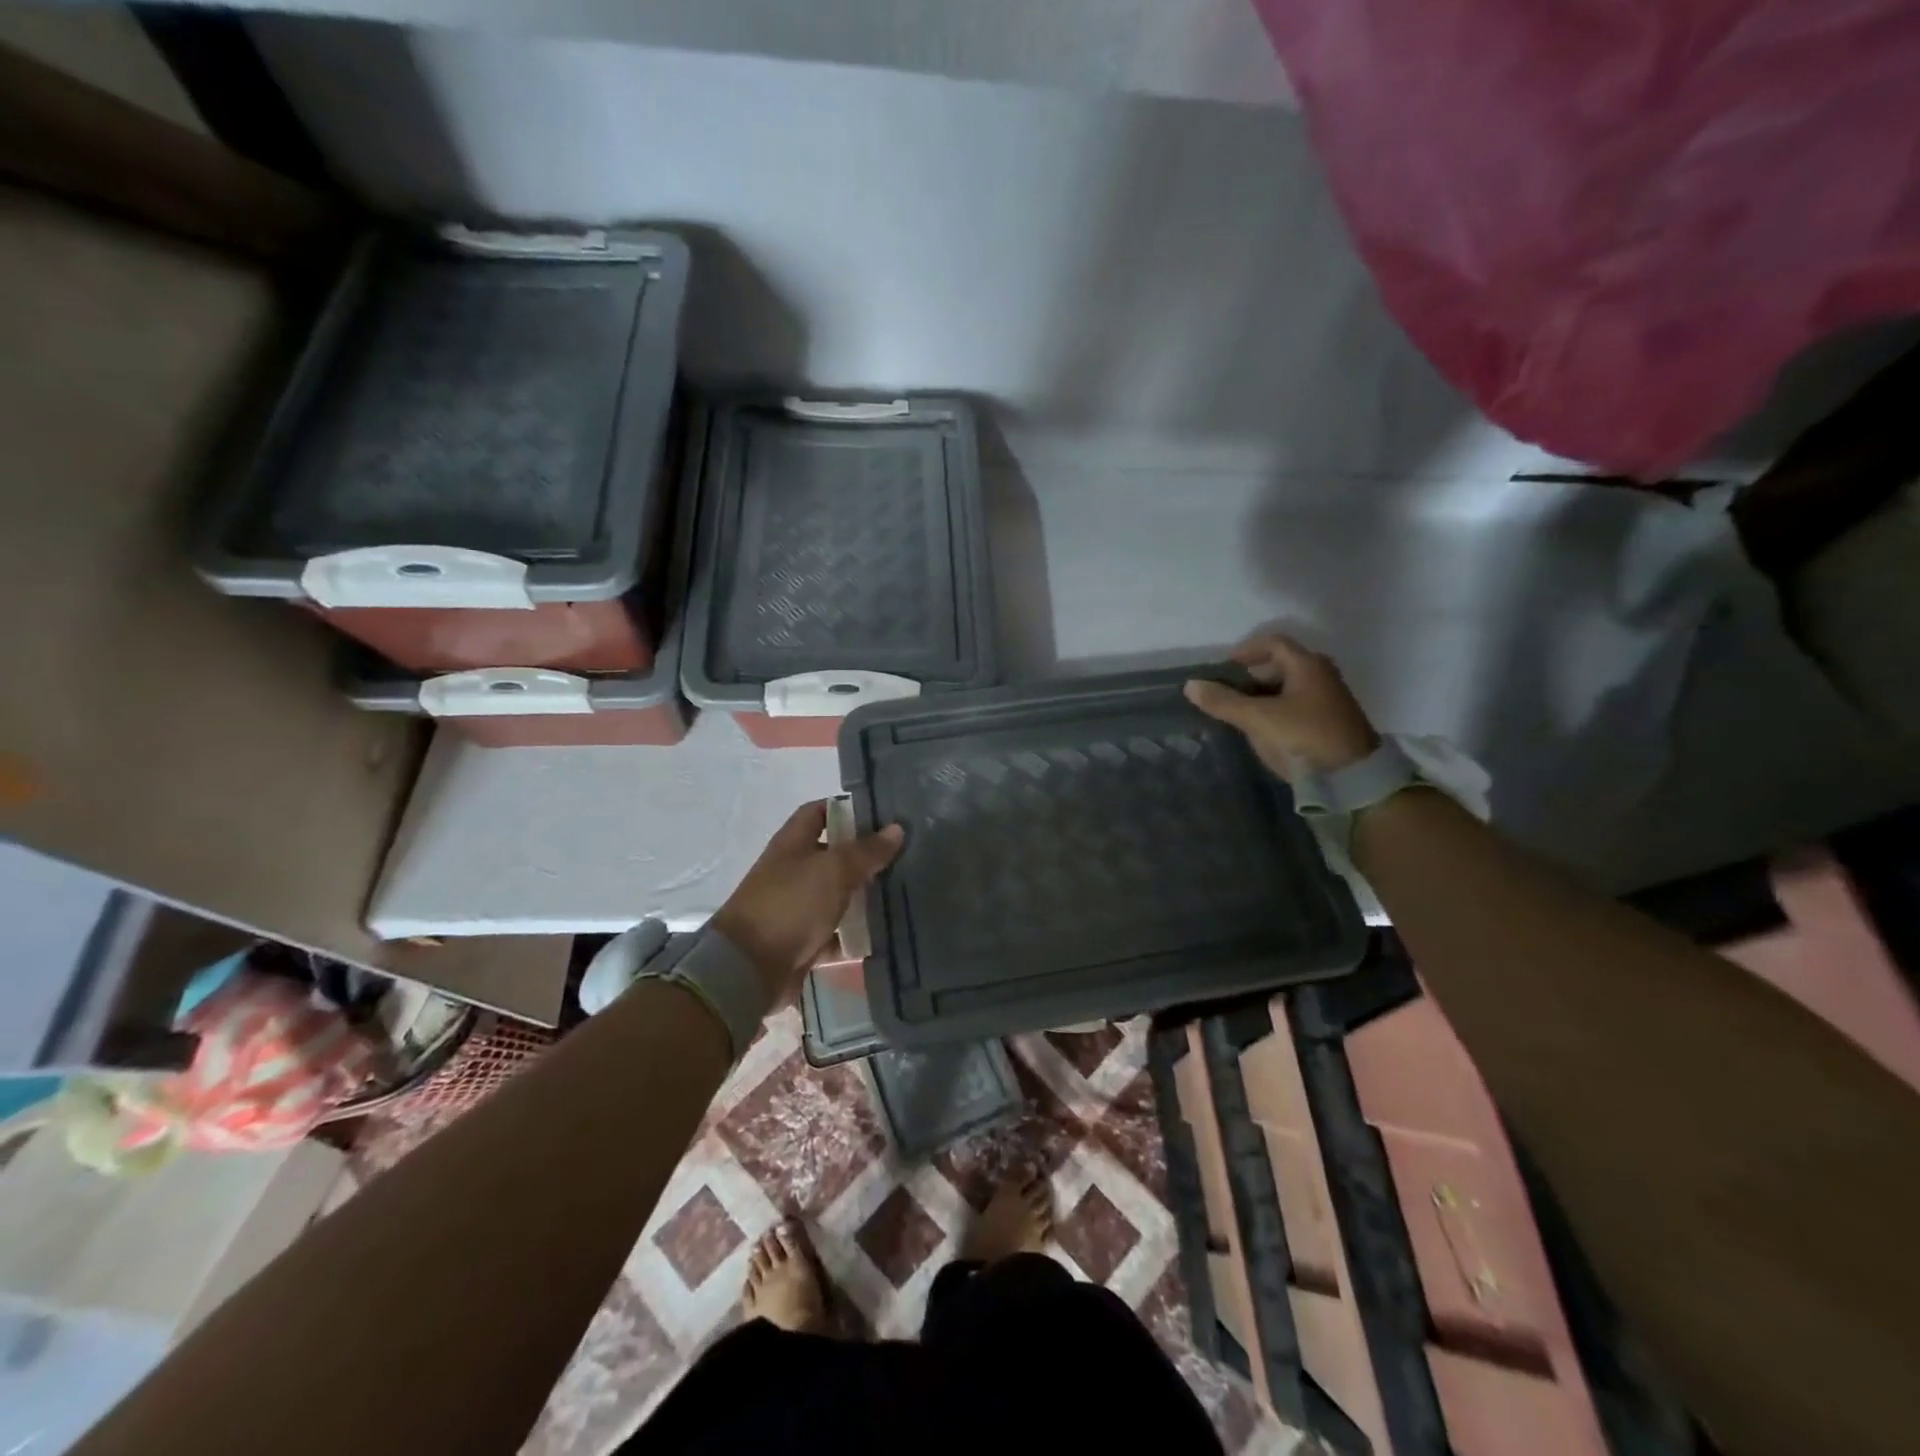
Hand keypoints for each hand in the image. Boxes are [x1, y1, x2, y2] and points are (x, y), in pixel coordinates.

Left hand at [711, 801, 904, 1001]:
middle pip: (832, 856)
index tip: (881, 817)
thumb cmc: (790, 905)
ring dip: (864, 897)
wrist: (748, 969)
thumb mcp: (833, 870)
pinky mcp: (802, 941)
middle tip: (904, 858)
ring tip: (903, 894)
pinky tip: (885, 933)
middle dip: (865, 857)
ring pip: (837, 895)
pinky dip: (855, 935)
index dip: (846, 809)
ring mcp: (796, 908)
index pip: (818, 812)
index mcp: (793, 844)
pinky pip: (835, 934)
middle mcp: (793, 871)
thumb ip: (866, 851)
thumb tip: (897, 829)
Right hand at [1184, 632, 1379, 780]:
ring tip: (1241, 713)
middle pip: (1282, 664)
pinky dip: (1277, 710)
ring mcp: (1330, 700)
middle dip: (1252, 676)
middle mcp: (1322, 675)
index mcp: (1307, 665)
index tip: (1224, 667)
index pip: (1273, 643)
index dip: (1246, 651)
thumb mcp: (1258, 719)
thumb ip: (1224, 701)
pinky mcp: (1331, 722)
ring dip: (1263, 695)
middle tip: (1228, 692)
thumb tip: (1190, 685)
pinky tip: (1263, 729)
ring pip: (1289, 687)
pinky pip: (1297, 706)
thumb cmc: (1304, 737)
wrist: (1352, 779)